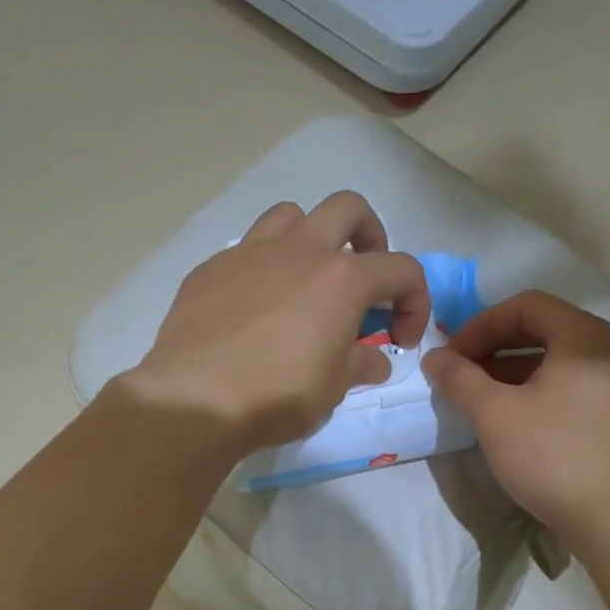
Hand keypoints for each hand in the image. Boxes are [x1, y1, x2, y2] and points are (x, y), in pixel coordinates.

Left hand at [124, 193, 430, 456]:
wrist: (193, 400)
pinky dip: (263, 268)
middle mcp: (299, 251)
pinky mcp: (210, 268)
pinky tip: (254, 307)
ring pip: (291, 215)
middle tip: (364, 278)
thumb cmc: (275, 397)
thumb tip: (373, 359)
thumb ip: (359, 365)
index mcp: (341, 279)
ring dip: (310, 239)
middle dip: (369, 236)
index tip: (401, 339)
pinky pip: (246, 250)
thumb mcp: (331, 390)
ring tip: (305, 280)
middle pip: (349, 209)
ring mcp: (250, 253)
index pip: (402, 269)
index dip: (415, 301)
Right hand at [422, 290, 609, 540]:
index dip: (481, 324)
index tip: (452, 354)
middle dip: (495, 346)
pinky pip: (572, 388)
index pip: (527, 305)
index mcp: (584, 338)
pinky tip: (514, 421)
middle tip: (462, 372)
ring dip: (513, 371)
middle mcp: (609, 353)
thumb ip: (459, 378)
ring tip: (480, 398)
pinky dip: (537, 392)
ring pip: (558, 363)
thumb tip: (435, 357)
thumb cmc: (552, 455)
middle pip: (544, 330)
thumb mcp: (494, 414)